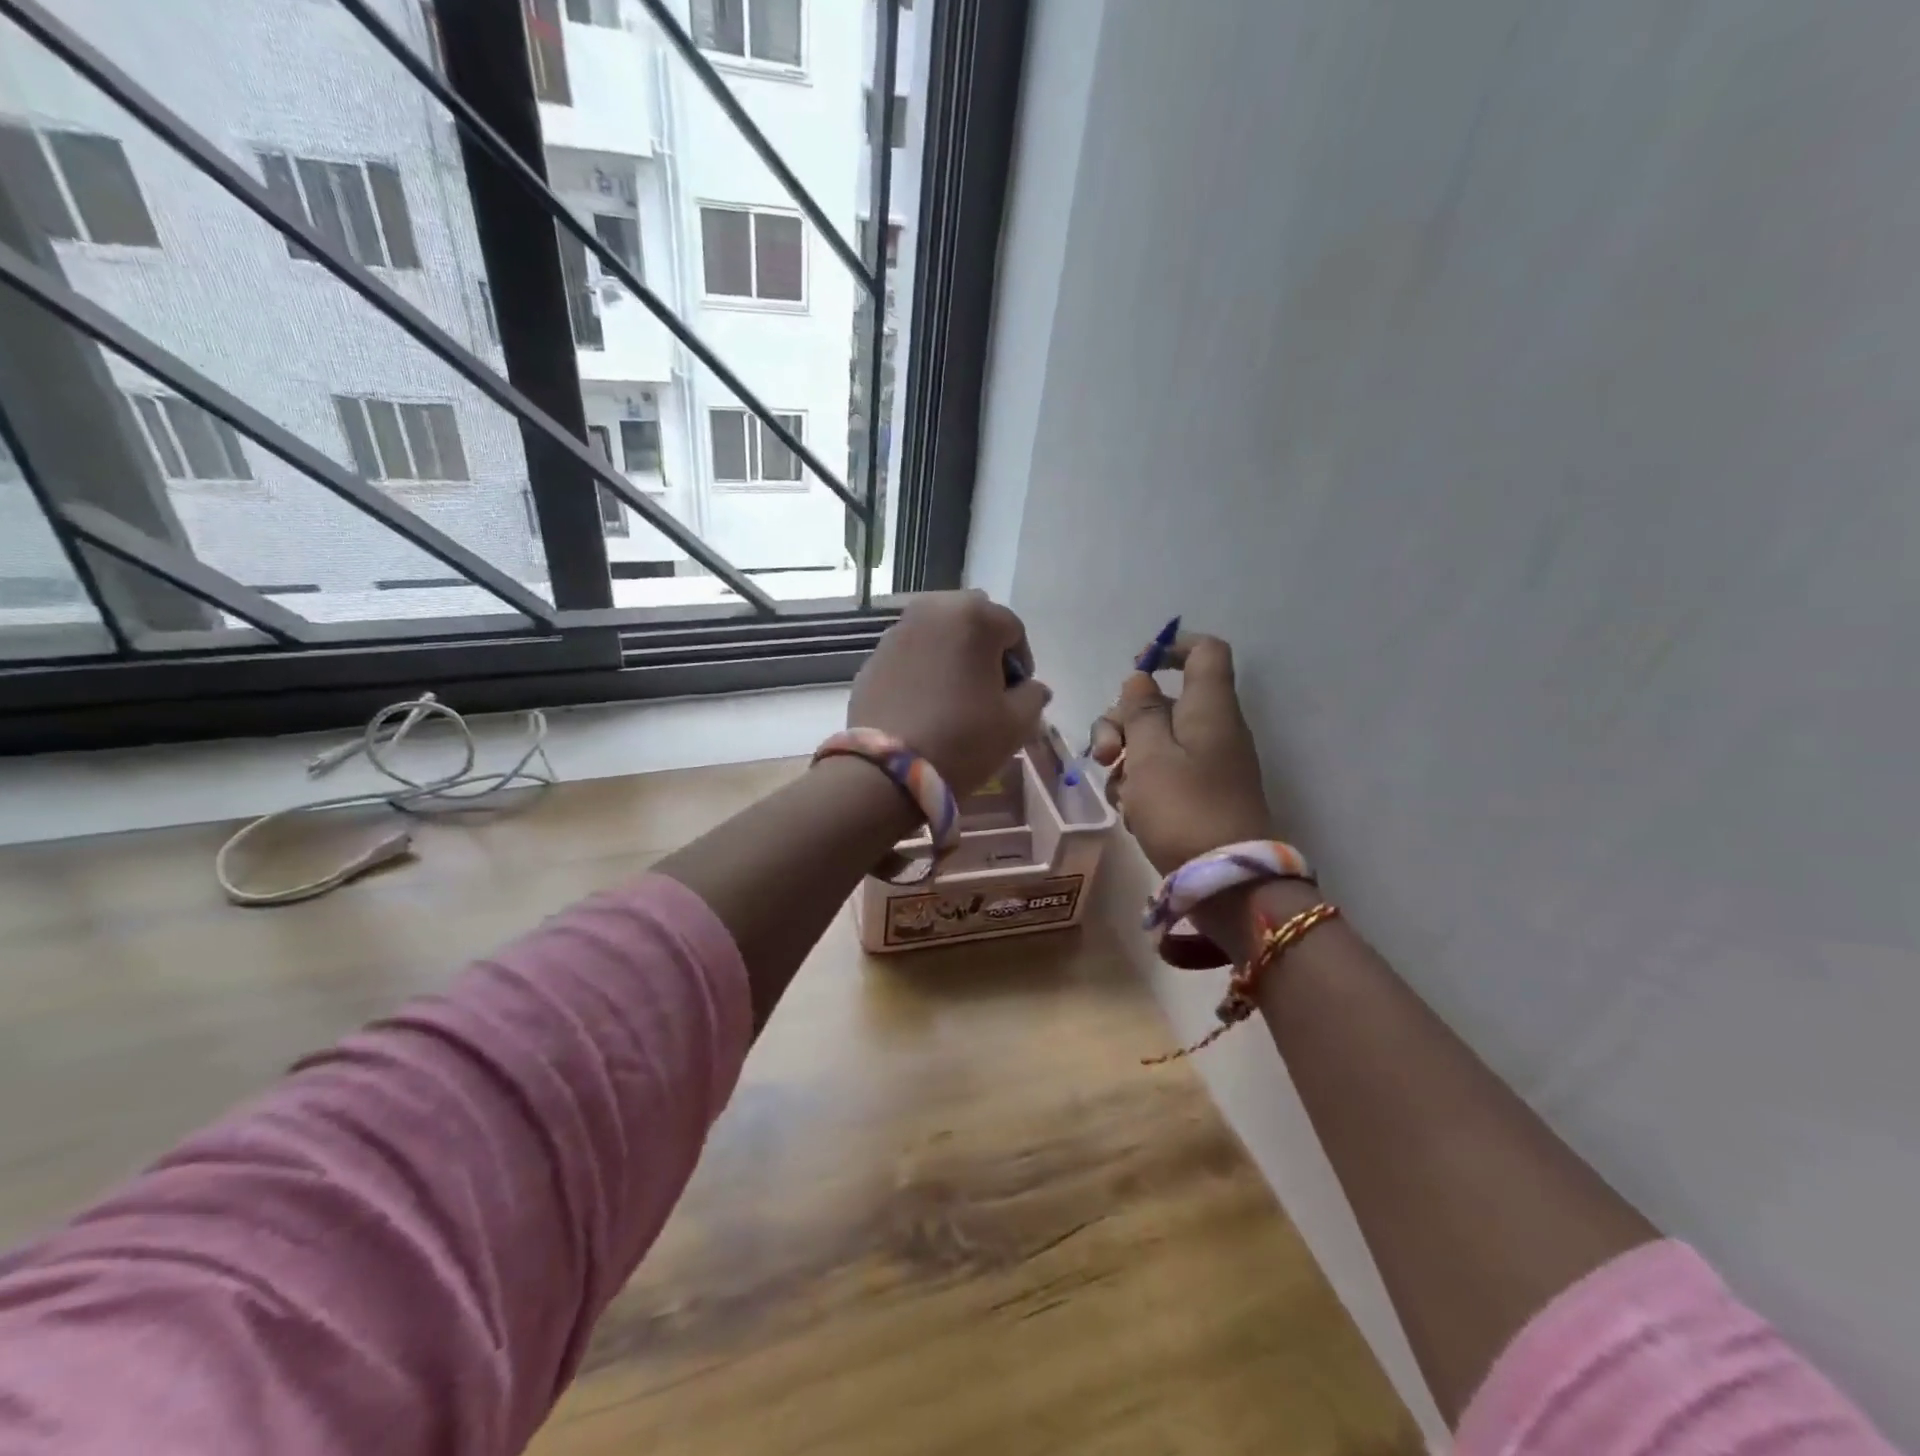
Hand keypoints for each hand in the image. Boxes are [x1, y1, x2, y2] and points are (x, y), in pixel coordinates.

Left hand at [848, 591, 1052, 792]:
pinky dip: (923, 669)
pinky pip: (910, 655)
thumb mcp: (1016, 723)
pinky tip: (925, 705)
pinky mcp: (873, 658)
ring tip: (955, 697)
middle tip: (987, 691)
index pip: (1012, 629)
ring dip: (952, 656)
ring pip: (938, 635)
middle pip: (972, 621)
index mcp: (974, 616)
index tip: (1017, 695)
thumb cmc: (963, 739)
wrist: (887, 771)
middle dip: (984, 650)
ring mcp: (896, 632)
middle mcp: (932, 610)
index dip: (1021, 663)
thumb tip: (1032, 688)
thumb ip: (1033, 696)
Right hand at [1089, 634, 1273, 872]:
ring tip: (1119, 794)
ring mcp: (1207, 765)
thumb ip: (1140, 712)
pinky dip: (1142, 786)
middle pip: (1162, 702)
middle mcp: (1212, 729)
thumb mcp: (1150, 754)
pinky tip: (1132, 812)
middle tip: (1105, 754)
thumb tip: (1140, 680)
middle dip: (1123, 722)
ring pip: (1155, 741)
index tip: (1135, 668)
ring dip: (1126, 759)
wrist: (1227, 882)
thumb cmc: (1184, 809)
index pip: (1204, 652)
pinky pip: (1163, 774)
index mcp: (1209, 708)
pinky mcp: (1199, 796)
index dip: (1170, 648)